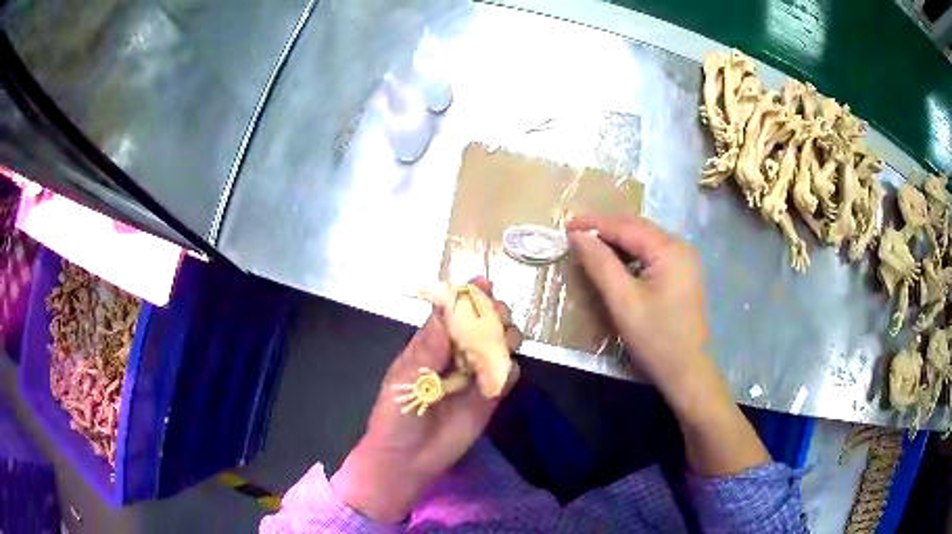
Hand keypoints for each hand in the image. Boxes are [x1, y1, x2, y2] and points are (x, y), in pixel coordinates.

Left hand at [331, 279, 520, 522]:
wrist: (407, 457)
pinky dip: (508, 371)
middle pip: (481, 327)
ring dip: (504, 339)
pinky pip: (505, 378)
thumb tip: (446, 308)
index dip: (467, 299)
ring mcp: (473, 378)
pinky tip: (502, 373)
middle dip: (492, 316)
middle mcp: (455, 357)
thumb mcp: (407, 376)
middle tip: (498, 315)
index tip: (482, 285)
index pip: (453, 315)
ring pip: (497, 348)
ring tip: (504, 340)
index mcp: (431, 346)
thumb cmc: (398, 412)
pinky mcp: (488, 399)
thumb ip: (430, 346)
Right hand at [566, 214, 710, 396]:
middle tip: (574, 235)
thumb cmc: (655, 338)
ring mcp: (684, 261)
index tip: (564, 227)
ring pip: (644, 241)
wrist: (687, 371)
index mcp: (669, 249)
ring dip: (617, 241)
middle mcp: (680, 247)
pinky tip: (616, 263)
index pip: (625, 226)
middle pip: (637, 229)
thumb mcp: (623, 301)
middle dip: (605, 229)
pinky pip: (652, 254)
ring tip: (590, 247)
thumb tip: (578, 236)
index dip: (593, 224)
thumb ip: (600, 264)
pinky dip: (631, 254)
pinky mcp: (682, 275)